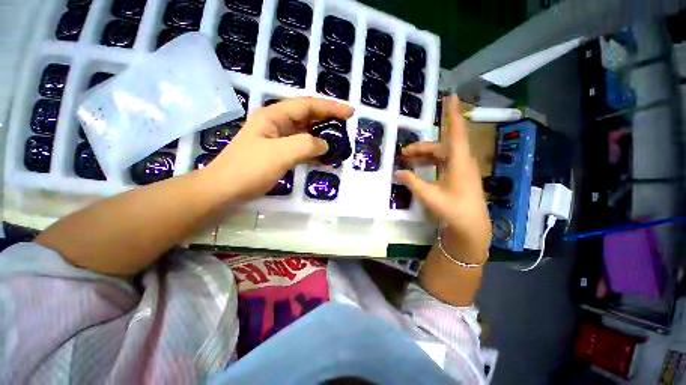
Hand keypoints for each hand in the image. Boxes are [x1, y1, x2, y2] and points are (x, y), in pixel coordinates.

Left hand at [205, 97, 353, 201]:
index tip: (349, 112)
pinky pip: (300, 148)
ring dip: (321, 137)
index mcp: (274, 116)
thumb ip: (306, 145)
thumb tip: (325, 144)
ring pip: (305, 133)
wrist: (225, 190)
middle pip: (307, 117)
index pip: (308, 105)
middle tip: (346, 126)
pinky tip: (323, 158)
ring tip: (338, 142)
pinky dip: (313, 152)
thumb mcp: (280, 154)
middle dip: (327, 120)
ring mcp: (277, 140)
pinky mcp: (278, 154)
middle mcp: (276, 124)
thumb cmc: (249, 169)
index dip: (330, 107)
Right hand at [396, 96, 490, 262]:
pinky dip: (430, 163)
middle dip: (421, 147)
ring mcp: (461, 168)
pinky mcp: (459, 174)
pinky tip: (419, 167)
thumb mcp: (429, 195)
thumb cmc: (453, 209)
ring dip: (424, 155)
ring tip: (407, 160)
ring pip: (440, 154)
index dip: (452, 113)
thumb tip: (398, 171)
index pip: (455, 132)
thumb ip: (412, 181)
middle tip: (403, 153)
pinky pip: (443, 162)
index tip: (450, 96)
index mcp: (459, 162)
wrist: (471, 226)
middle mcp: (462, 161)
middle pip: (440, 146)